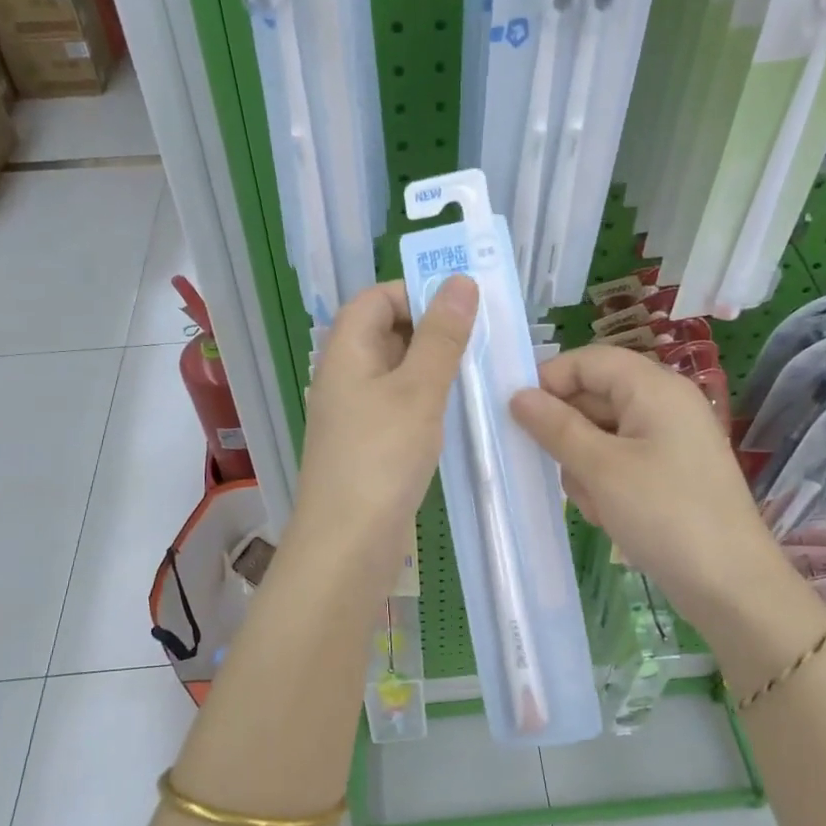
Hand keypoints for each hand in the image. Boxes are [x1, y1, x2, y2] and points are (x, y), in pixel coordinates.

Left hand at [289, 276, 477, 586]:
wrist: (347, 544)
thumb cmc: (381, 457)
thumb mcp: (418, 389)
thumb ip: (441, 336)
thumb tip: (459, 281)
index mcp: (346, 351)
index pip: (376, 298)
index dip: (417, 293)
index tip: (463, 310)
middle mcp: (344, 375)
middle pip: (386, 332)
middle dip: (432, 330)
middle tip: (482, 341)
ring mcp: (354, 412)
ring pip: (396, 371)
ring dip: (434, 367)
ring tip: (478, 374)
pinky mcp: (367, 444)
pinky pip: (398, 405)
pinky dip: (426, 400)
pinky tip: (456, 414)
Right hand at [511, 345, 819, 652]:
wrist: (731, 586)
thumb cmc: (664, 516)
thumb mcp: (601, 469)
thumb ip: (556, 427)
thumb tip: (518, 395)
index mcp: (654, 387)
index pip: (588, 360)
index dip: (550, 381)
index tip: (521, 419)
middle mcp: (665, 404)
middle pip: (595, 396)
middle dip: (569, 434)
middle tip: (561, 472)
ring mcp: (670, 440)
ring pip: (602, 434)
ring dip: (586, 467)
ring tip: (598, 505)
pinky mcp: (671, 472)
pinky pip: (621, 461)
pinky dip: (607, 484)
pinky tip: (612, 516)